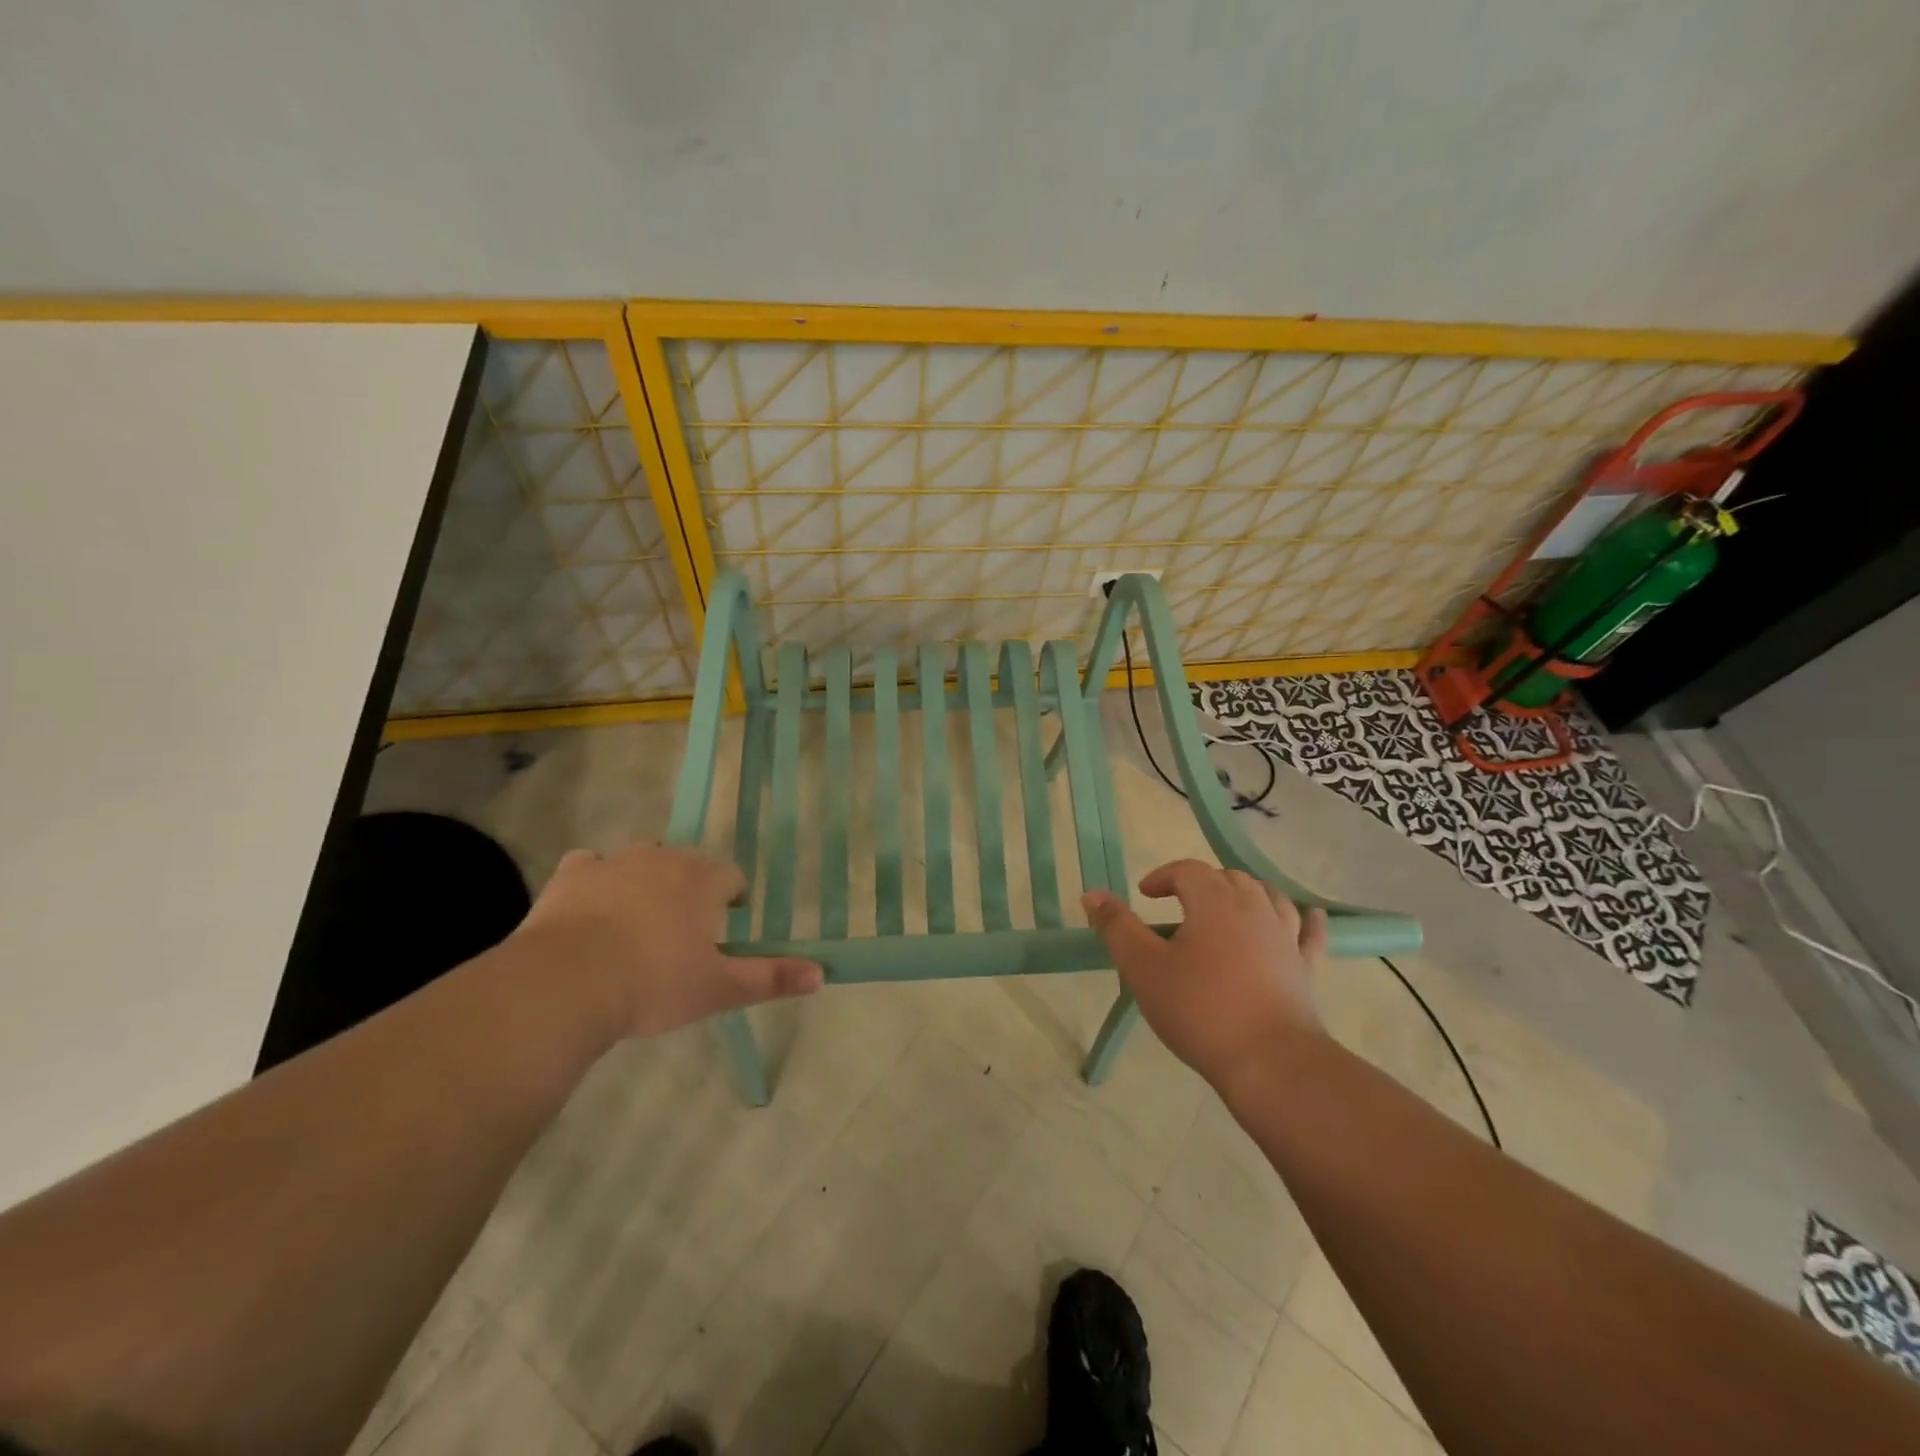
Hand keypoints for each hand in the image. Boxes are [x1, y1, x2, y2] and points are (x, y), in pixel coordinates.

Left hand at [511, 844, 822, 1039]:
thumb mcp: (719, 989)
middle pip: (687, 864)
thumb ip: (771, 977)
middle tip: (680, 936)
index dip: (731, 902)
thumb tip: (822, 972)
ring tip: (637, 924)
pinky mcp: (571, 875)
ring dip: (645, 882)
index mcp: (702, 880)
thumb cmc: (653, 984)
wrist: (566, 984)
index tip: (721, 933)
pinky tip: (591, 909)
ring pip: (641, 861)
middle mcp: (662, 858)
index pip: (731, 877)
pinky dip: (596, 880)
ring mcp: (614, 862)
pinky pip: (590, 865)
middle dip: (689, 890)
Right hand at [1082, 859, 1326, 1091]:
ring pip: (1267, 897)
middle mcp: (1254, 907)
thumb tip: (1092, 894)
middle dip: (1200, 884)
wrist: (1270, 1063)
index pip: (1188, 870)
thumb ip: (1116, 927)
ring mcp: (1285, 937)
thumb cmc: (1199, 1010)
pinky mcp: (1305, 968)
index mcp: (1213, 901)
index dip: (1163, 876)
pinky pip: (1309, 934)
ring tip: (1228, 907)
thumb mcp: (1143, 968)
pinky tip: (1311, 914)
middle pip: (1228, 878)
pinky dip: (1307, 919)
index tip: (1145, 895)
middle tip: (1177, 906)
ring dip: (1244, 894)